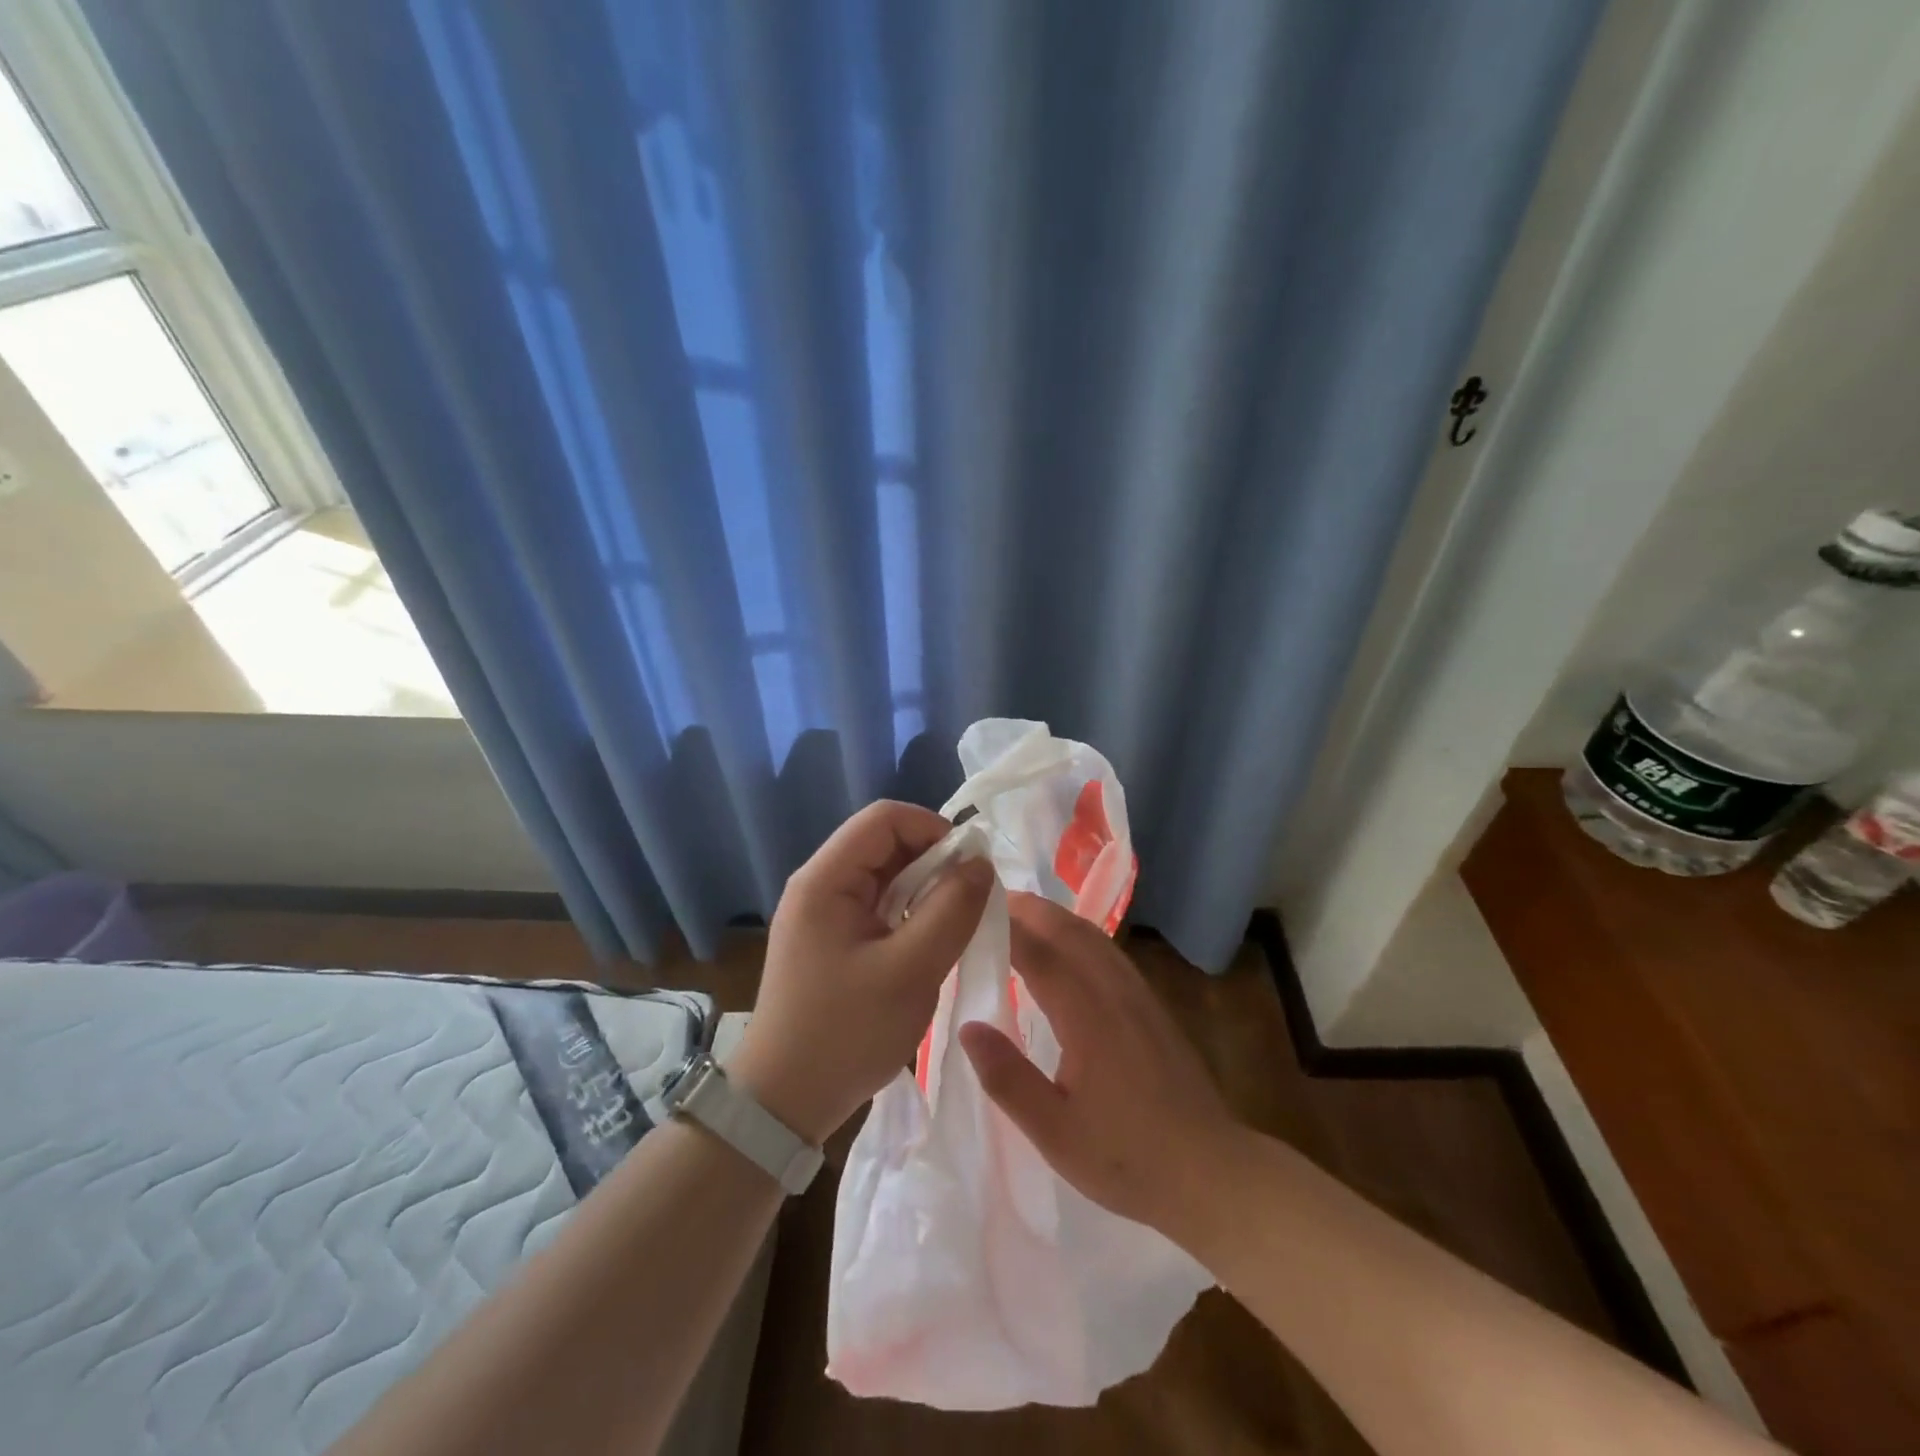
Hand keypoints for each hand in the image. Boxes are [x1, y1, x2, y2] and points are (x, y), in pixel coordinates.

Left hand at [728, 800, 992, 1145]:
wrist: (783, 1104)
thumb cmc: (845, 1033)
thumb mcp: (911, 971)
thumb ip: (952, 910)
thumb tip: (981, 863)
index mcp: (825, 879)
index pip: (884, 818)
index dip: (933, 828)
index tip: (970, 867)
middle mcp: (820, 885)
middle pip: (885, 844)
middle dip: (934, 862)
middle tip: (970, 901)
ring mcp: (823, 914)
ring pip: (886, 877)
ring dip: (926, 891)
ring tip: (956, 924)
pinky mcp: (832, 941)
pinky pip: (879, 908)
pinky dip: (911, 915)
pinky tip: (930, 944)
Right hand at [959, 892, 1240, 1237]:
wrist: (1211, 1171)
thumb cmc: (1126, 1157)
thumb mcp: (1054, 1132)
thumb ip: (1008, 1078)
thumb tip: (969, 1027)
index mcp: (1087, 1016)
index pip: (1039, 953)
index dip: (1005, 927)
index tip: (972, 912)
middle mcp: (1114, 992)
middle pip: (1069, 930)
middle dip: (1030, 910)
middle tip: (990, 904)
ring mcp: (1138, 995)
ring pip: (1093, 936)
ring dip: (1055, 917)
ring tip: (1021, 916)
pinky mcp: (1152, 1005)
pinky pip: (1109, 951)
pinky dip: (1079, 934)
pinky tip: (1067, 950)